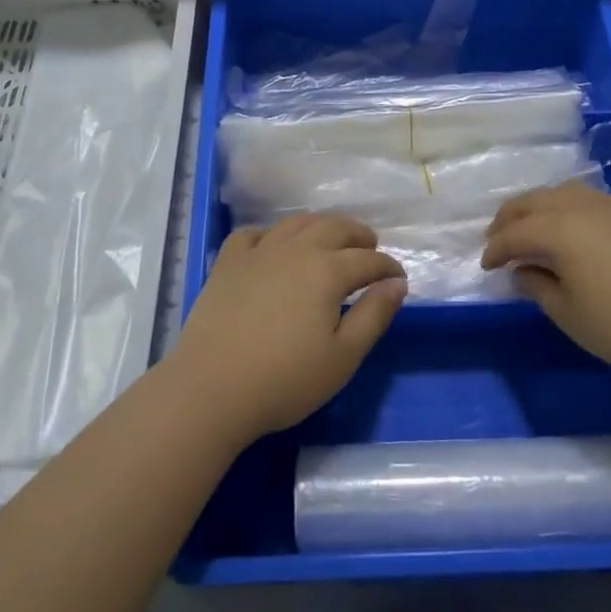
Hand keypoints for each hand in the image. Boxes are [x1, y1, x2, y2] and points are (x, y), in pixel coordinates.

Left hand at [172, 214, 406, 441]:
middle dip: (358, 235)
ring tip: (330, 238)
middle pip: (334, 228)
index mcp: (327, 271)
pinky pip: (253, 234)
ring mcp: (258, 252)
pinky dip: (270, 234)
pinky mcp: (227, 263)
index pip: (368, 260)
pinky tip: (272, 247)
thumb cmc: (285, 379)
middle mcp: (295, 250)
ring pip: (296, 223)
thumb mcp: (343, 357)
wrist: (212, 388)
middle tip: (370, 246)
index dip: (387, 267)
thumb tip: (396, 284)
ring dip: (320, 226)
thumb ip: (374, 315)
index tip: (398, 278)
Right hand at [481, 182, 610, 385]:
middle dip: (510, 220)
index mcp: (559, 228)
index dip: (495, 250)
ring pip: (562, 193)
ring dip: (539, 209)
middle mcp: (582, 206)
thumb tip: (522, 271)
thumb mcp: (570, 314)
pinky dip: (568, 210)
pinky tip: (574, 232)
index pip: (514, 233)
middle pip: (533, 202)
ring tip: (533, 232)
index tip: (486, 267)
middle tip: (499, 242)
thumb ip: (538, 286)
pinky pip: (589, 200)